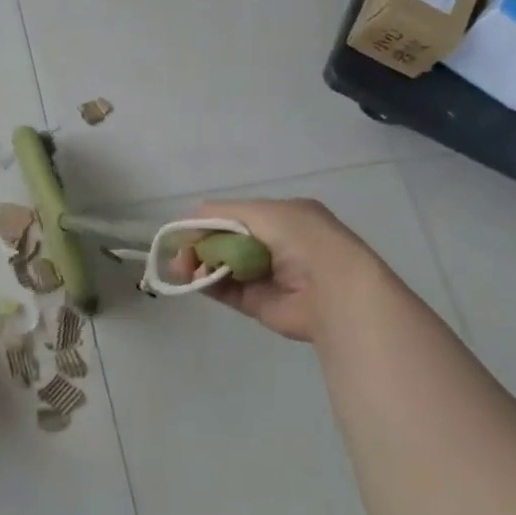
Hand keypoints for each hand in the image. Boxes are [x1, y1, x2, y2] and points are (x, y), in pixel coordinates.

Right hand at [179, 198, 381, 342]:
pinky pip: (226, 290)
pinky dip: (208, 284)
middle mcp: (272, 245)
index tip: (185, 231)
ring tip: (184, 269)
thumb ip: (222, 213)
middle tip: (181, 256)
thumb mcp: (263, 212)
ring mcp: (265, 275)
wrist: (334, 289)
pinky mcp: (258, 303)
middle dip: (199, 245)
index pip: (233, 217)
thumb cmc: (301, 239)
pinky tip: (194, 280)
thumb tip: (189, 222)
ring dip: (199, 265)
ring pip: (221, 266)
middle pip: (223, 241)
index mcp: (280, 218)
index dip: (207, 222)